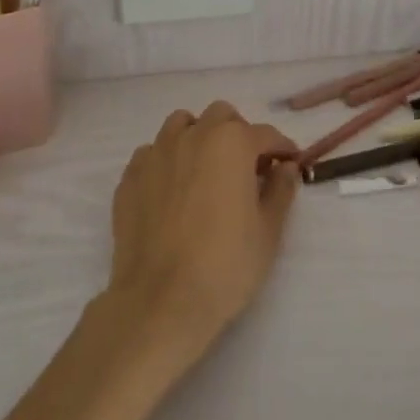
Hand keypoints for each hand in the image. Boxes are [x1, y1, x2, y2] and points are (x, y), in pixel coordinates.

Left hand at [107, 102, 301, 353]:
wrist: (160, 302)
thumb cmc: (225, 265)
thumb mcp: (268, 231)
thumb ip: (280, 190)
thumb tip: (285, 168)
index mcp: (231, 143)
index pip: (265, 134)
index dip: (282, 148)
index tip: (290, 164)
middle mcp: (193, 136)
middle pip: (221, 116)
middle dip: (238, 133)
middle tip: (247, 167)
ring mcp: (156, 154)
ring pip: (181, 125)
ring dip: (199, 137)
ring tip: (206, 170)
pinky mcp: (130, 177)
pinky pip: (152, 153)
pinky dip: (167, 161)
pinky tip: (173, 190)